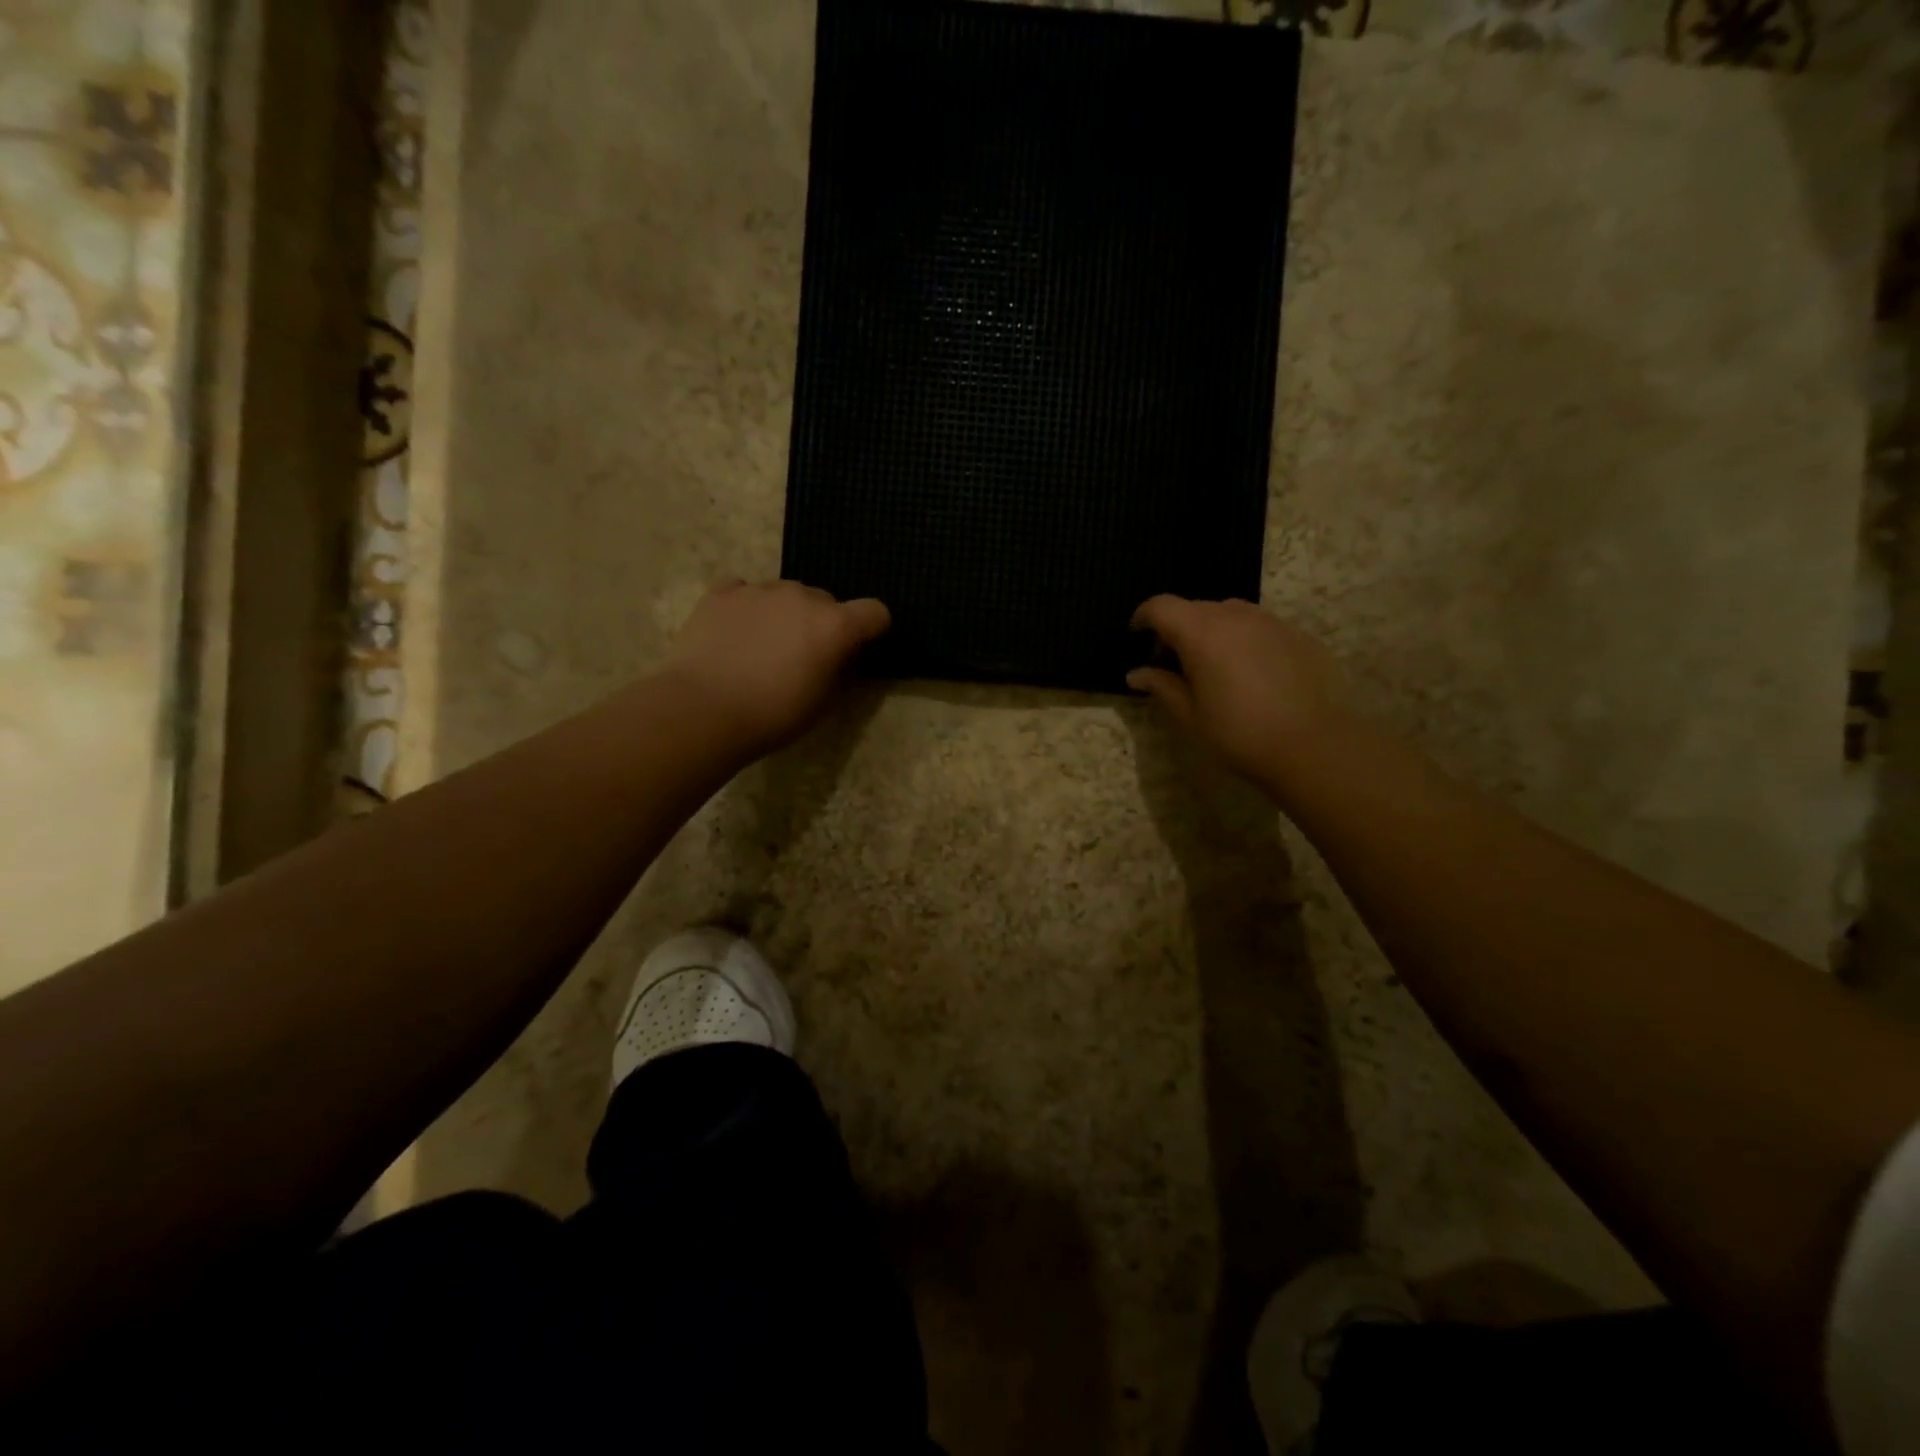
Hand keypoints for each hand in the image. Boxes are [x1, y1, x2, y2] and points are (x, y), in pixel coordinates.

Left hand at [663, 579, 889, 757]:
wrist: (703, 709)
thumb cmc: (773, 714)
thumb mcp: (823, 704)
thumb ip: (840, 671)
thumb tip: (841, 657)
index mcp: (835, 625)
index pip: (875, 612)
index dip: (872, 629)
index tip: (859, 648)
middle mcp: (802, 596)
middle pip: (826, 601)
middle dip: (822, 623)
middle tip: (803, 657)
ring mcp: (760, 590)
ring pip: (785, 594)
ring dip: (784, 614)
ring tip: (762, 648)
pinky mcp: (722, 593)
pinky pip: (745, 591)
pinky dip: (747, 607)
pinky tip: (735, 633)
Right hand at [1129, 596, 1350, 788]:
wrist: (1311, 744)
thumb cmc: (1237, 733)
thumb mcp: (1189, 715)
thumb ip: (1161, 686)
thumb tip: (1136, 673)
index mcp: (1200, 632)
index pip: (1161, 607)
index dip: (1144, 618)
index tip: (1138, 637)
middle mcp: (1234, 616)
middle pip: (1195, 608)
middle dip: (1178, 628)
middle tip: (1174, 663)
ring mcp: (1271, 622)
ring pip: (1231, 614)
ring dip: (1214, 632)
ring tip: (1215, 667)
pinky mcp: (1298, 635)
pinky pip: (1261, 628)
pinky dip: (1246, 641)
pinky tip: (1253, 676)